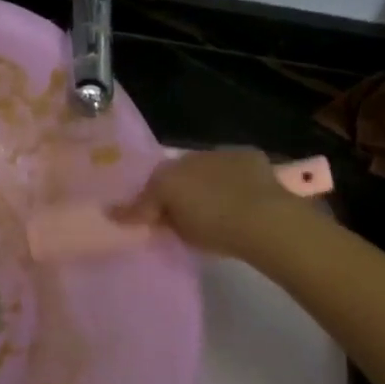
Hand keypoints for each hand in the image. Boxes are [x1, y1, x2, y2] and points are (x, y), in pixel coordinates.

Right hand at [114, 147, 309, 259]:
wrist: (265, 219)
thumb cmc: (214, 228)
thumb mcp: (177, 230)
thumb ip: (151, 217)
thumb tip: (119, 212)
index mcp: (167, 175)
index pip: (149, 188)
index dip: (146, 204)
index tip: (146, 219)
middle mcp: (189, 157)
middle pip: (175, 174)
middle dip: (174, 189)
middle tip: (177, 213)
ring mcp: (220, 153)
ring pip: (202, 167)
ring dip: (202, 181)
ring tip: (209, 205)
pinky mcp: (248, 156)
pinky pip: (231, 167)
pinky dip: (230, 178)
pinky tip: (237, 196)